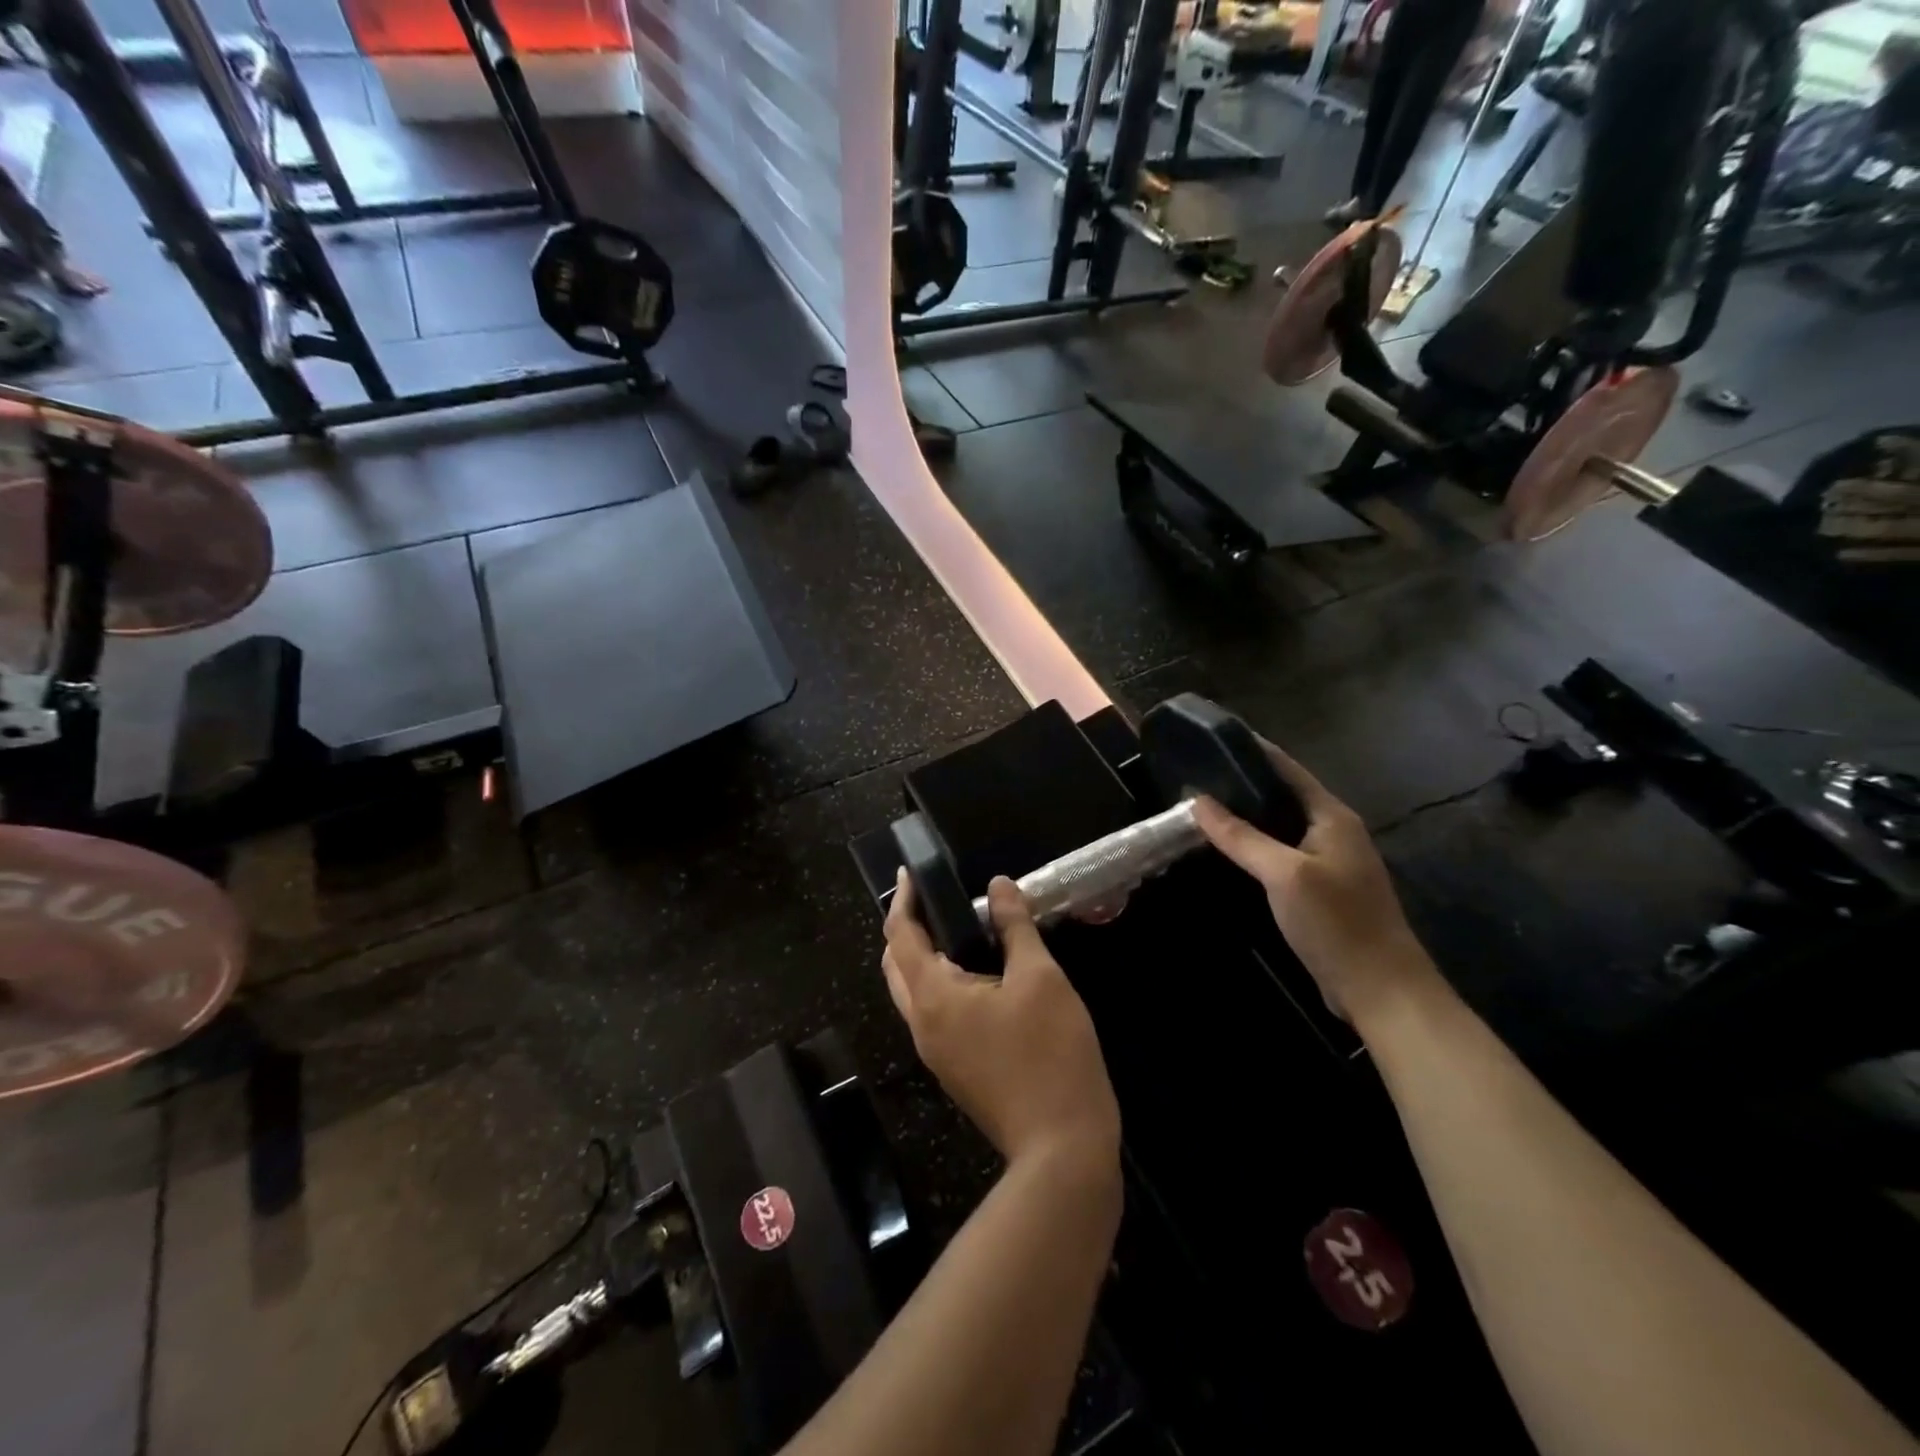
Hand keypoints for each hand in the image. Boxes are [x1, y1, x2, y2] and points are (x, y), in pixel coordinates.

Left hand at [883, 874, 1120, 1168]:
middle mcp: (921, 1024)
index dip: (903, 899)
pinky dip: (939, 981)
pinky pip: (931, 1012)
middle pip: (896, 965)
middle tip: (934, 897)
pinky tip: (976, 972)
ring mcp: (935, 1052)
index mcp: (933, 997)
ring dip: (922, 955)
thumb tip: (999, 885)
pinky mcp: (954, 1068)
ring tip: (958, 927)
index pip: (900, 936)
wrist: (1062, 1149)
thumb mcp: (1040, 978)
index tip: (909, 872)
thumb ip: (1015, 927)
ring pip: (912, 991)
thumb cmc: (1051, 1053)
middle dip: (907, 927)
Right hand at [1192, 742, 1429, 1022]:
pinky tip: (1228, 851)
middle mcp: (1333, 831)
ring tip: (1203, 806)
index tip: (1213, 737)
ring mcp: (1329, 861)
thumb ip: (1241, 837)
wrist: (1381, 990)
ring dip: (1247, 816)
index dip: (1254, 750)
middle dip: (1243, 783)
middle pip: (1283, 795)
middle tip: (1197, 774)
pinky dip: (1254, 846)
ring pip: (1280, 826)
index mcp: (1332, 816)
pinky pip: (1281, 854)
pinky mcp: (1320, 889)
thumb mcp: (1284, 875)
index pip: (1288, 769)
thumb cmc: (1336, 923)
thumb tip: (1198, 801)